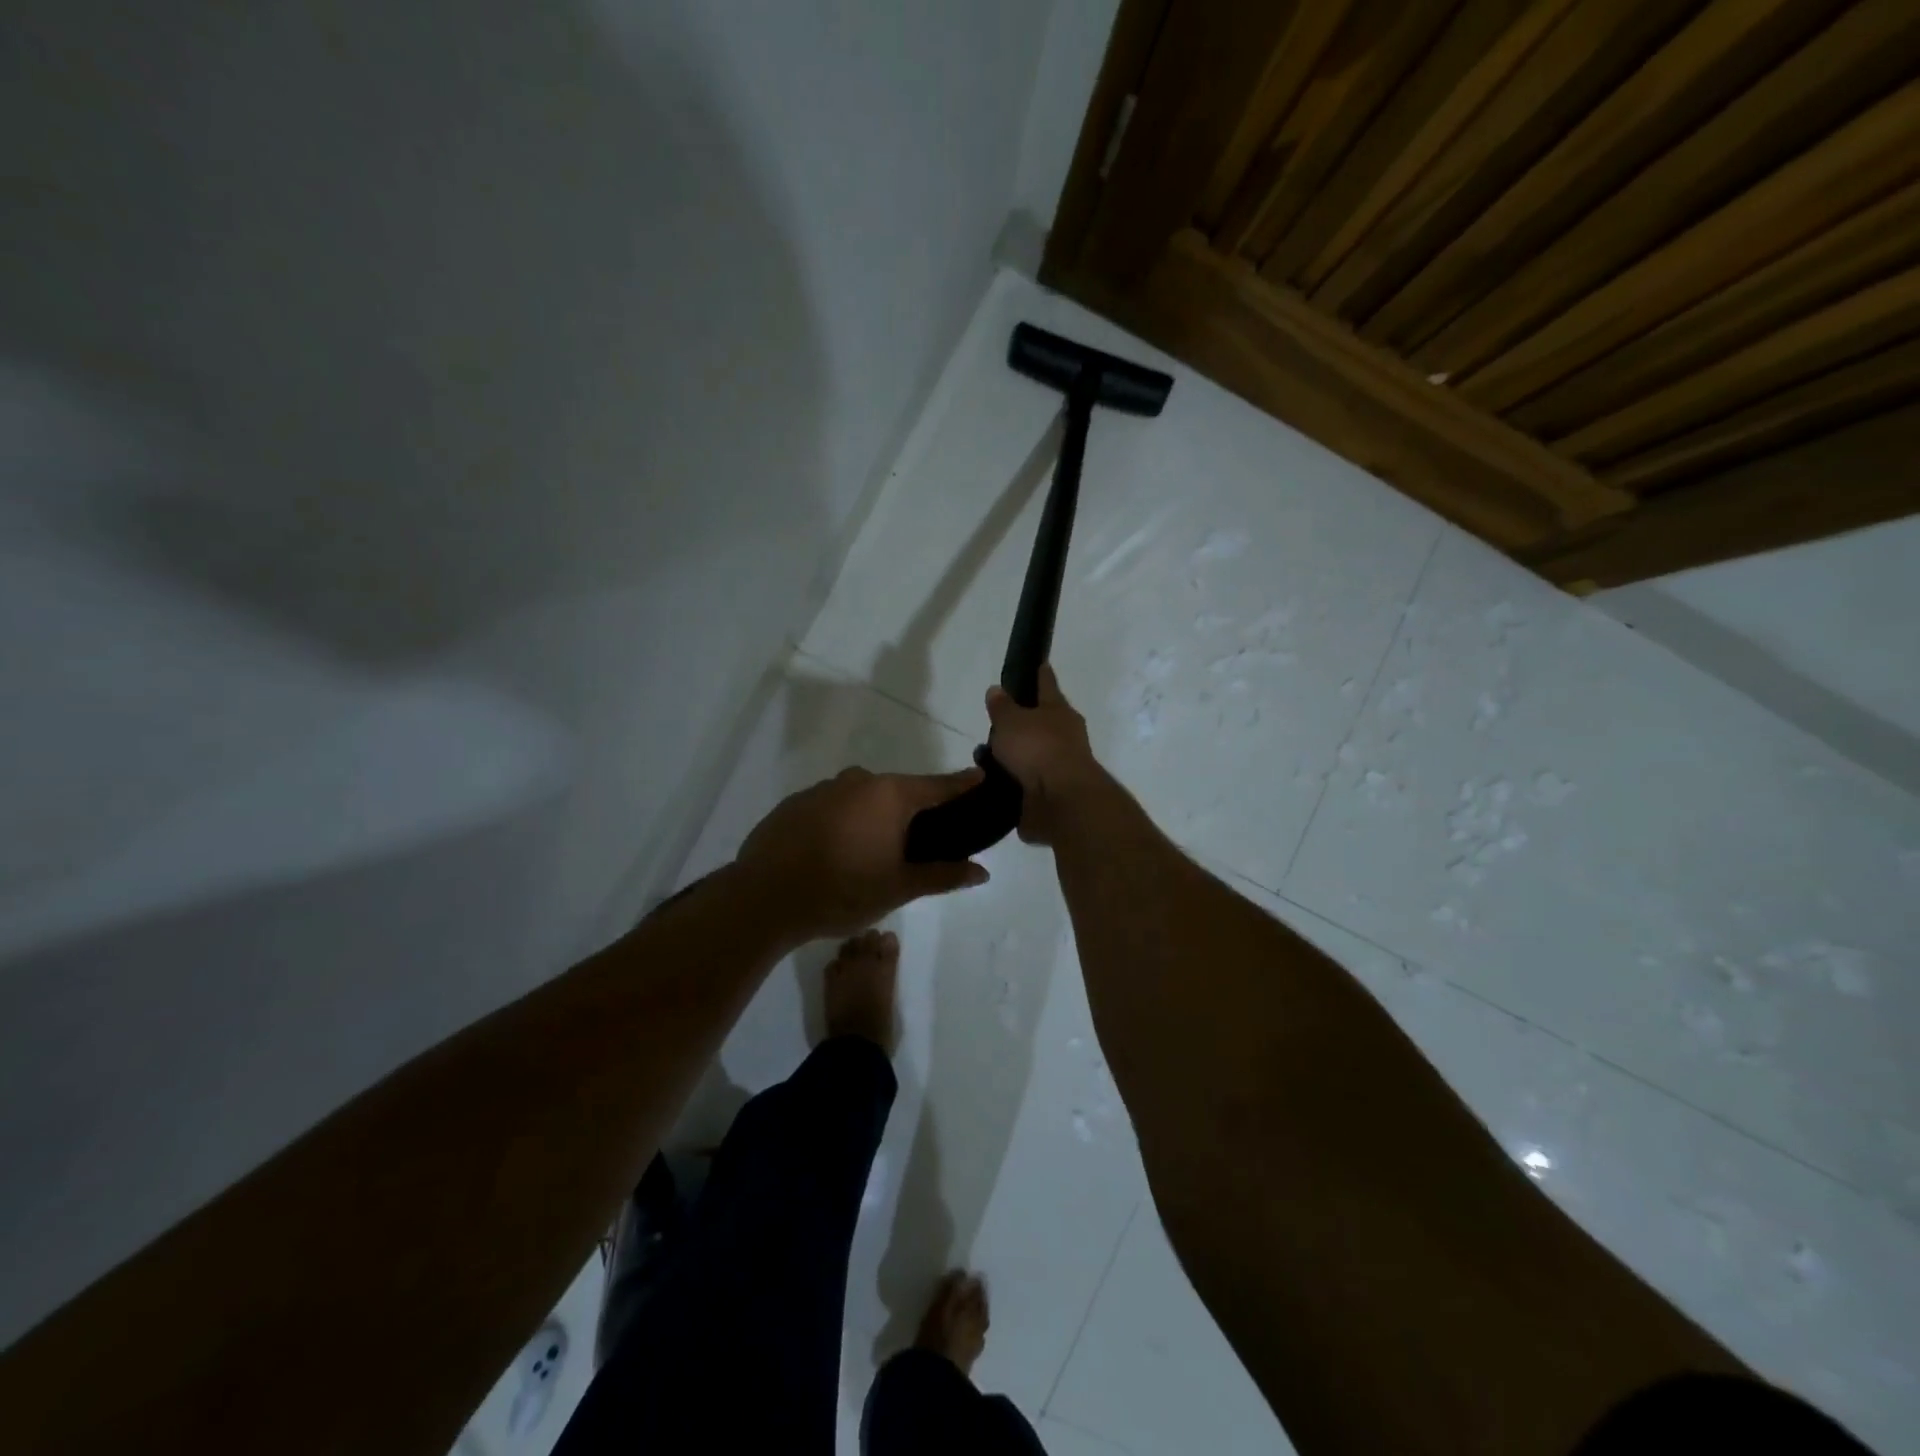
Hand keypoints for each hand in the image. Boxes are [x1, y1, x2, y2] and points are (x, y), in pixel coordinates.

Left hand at [736, 766, 990, 943]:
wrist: (764, 897)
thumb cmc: (842, 891)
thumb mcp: (899, 888)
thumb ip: (943, 876)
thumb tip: (981, 872)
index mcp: (889, 796)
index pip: (938, 785)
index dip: (962, 784)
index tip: (981, 777)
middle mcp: (858, 781)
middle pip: (898, 790)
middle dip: (913, 809)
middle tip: (923, 839)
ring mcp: (822, 789)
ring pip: (862, 798)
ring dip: (874, 817)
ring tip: (874, 851)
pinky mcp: (795, 803)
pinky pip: (832, 807)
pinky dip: (843, 822)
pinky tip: (837, 851)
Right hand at [986, 665, 1106, 844]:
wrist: (1060, 801)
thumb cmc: (1038, 749)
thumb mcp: (1011, 721)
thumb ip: (1002, 707)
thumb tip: (997, 690)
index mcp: (1058, 711)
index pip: (1047, 684)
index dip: (1041, 673)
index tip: (1040, 663)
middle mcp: (1063, 736)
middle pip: (1040, 723)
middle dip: (1020, 723)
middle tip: (994, 724)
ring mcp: (1059, 766)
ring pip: (1031, 754)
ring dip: (1012, 756)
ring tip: (983, 758)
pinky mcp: (1050, 793)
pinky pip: (1025, 781)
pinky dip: (1010, 780)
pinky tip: (990, 781)